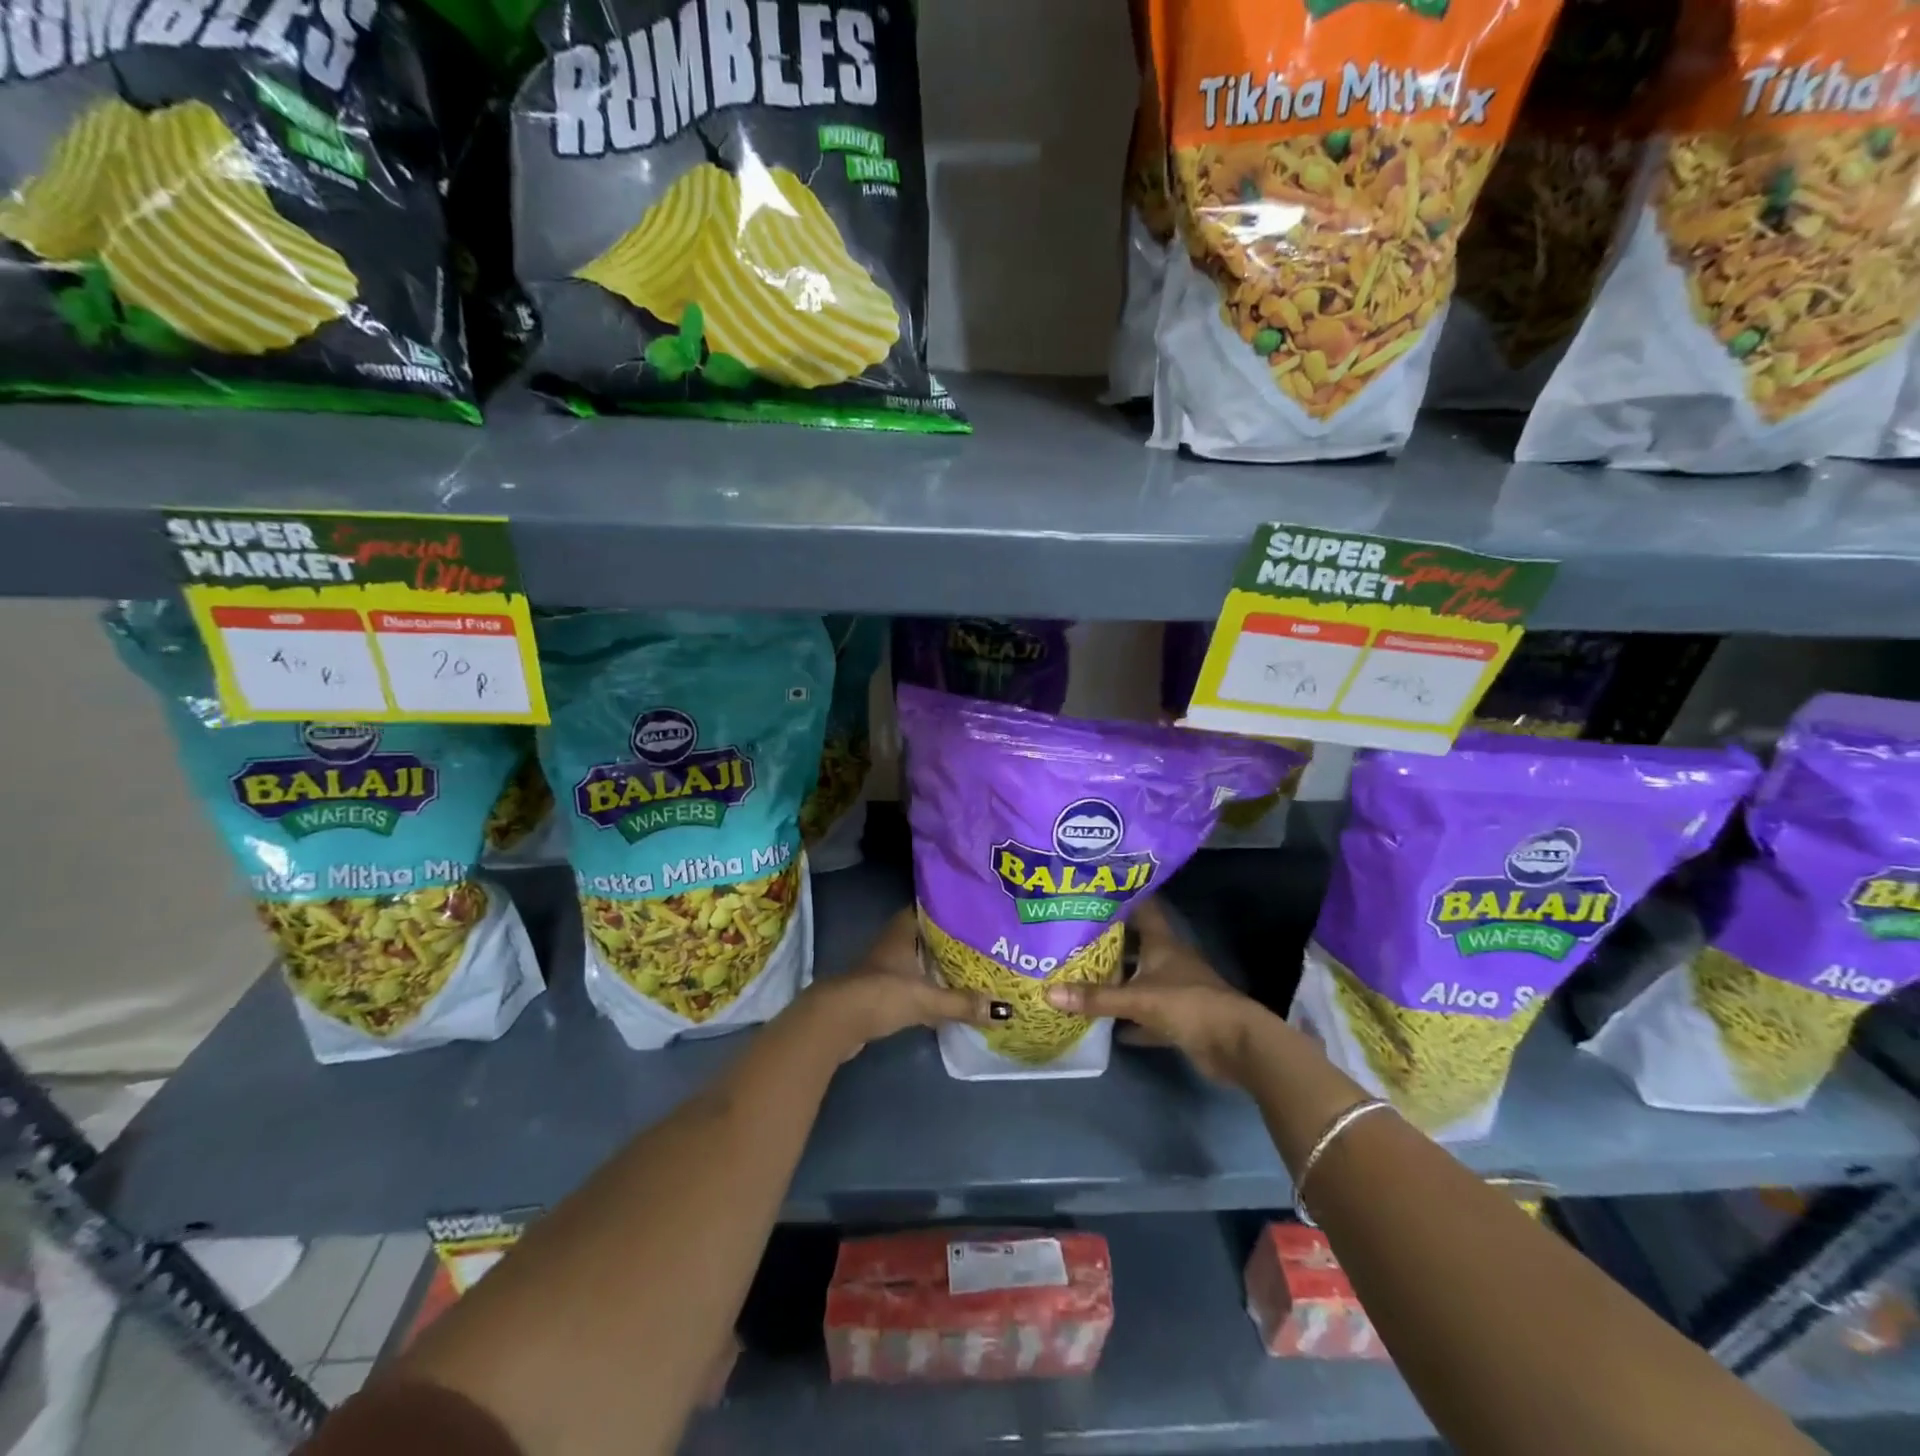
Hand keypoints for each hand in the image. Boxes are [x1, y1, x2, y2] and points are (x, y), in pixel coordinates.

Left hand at [799, 909, 992, 1059]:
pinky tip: (949, 994)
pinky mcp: (882, 990)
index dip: (951, 907)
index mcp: (903, 931)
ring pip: (920, 958)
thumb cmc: (881, 995)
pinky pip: (914, 981)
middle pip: (928, 935)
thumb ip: (962, 1003)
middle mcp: (894, 942)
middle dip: (953, 939)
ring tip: (974, 967)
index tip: (977, 910)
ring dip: (940, 963)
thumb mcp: (926, 999)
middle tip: (985, 941)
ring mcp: (886, 966)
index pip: (930, 908)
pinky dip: (930, 985)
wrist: (837, 1022)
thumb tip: (1003, 1010)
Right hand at [1044, 899, 1262, 1083]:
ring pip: (1138, 979)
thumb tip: (1048, 993)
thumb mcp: (1138, 999)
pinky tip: (1104, 1024)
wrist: (1236, 1044)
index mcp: (1162, 942)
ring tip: (1078, 974)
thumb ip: (1095, 997)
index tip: (1089, 892)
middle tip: (1070, 936)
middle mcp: (1167, 960)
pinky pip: (1144, 1014)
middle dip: (1106, 942)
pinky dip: (1127, 1020)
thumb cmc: (1188, 1005)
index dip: (1118, 898)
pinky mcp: (1177, 1018)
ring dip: (1115, 980)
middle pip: (1134, 945)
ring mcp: (1174, 989)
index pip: (1140, 908)